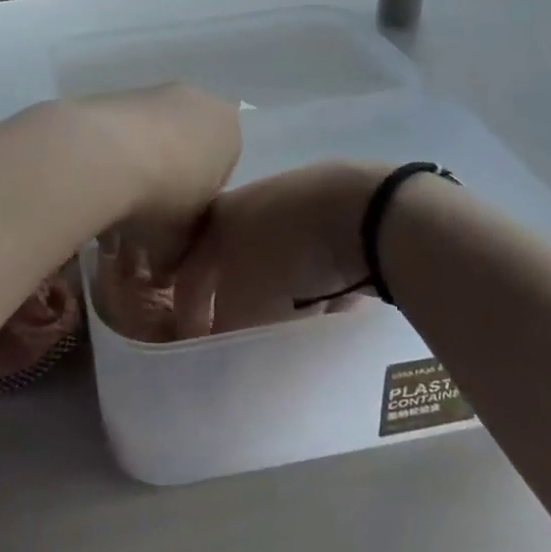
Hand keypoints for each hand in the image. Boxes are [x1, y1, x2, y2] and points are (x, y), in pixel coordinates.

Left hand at [74, 85, 242, 270]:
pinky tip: (94, 185)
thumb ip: (180, 254)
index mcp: (229, 130)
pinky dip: (110, 157)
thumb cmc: (163, 196)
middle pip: (185, 152)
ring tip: (112, 208)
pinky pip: (119, 133)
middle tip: (144, 221)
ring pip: (150, 141)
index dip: (198, 206)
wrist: (102, 154)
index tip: (176, 227)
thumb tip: (164, 271)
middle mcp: (197, 102)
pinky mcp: (113, 94)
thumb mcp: (181, 240)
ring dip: (136, 172)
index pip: (222, 173)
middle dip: (167, 185)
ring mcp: (153, 93)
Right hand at [168, 161, 391, 337]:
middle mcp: (247, 204)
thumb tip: (220, 351)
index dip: (188, 314)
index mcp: (215, 220)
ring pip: (277, 259)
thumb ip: (224, 333)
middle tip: (243, 334)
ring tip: (292, 325)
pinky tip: (331, 303)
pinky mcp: (335, 208)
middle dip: (235, 300)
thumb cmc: (286, 259)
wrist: (362, 212)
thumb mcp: (245, 309)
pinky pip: (316, 256)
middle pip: (233, 263)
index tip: (199, 348)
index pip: (188, 273)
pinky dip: (318, 280)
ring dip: (279, 291)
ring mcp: (293, 201)